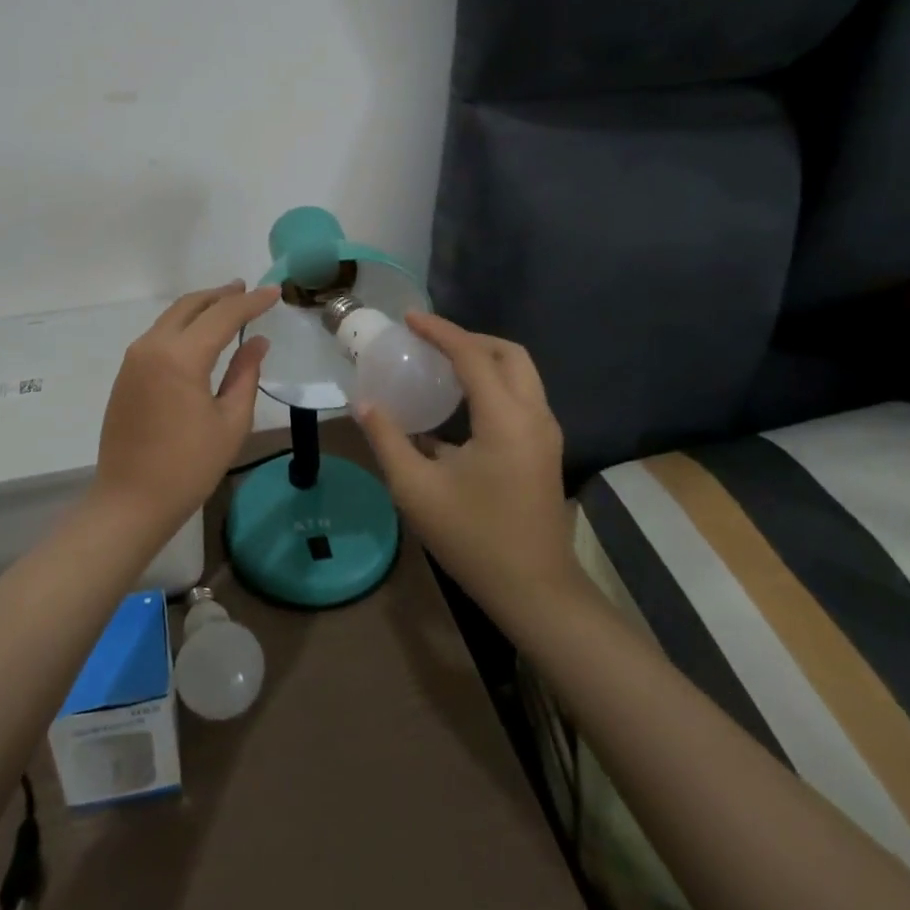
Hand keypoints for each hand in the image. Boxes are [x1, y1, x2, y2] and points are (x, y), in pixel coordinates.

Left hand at [92, 281, 278, 532]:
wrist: (130, 501)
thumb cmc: (188, 467)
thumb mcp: (230, 422)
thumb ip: (245, 374)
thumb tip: (256, 341)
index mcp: (181, 357)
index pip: (223, 315)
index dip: (251, 302)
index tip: (274, 292)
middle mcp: (152, 346)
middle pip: (191, 305)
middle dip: (221, 295)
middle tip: (247, 290)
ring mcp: (134, 359)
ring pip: (171, 317)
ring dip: (200, 307)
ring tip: (227, 305)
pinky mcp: (126, 374)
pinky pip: (159, 335)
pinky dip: (183, 325)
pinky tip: (200, 335)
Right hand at [356, 313, 581, 615]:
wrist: (535, 591)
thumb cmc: (474, 539)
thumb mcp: (416, 489)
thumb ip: (388, 439)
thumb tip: (363, 403)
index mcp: (505, 419)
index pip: (472, 355)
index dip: (439, 331)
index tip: (408, 318)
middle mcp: (534, 415)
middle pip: (508, 353)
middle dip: (468, 338)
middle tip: (429, 341)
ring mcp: (546, 433)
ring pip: (521, 373)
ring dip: (484, 358)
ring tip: (443, 363)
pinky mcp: (545, 449)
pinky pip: (522, 395)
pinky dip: (494, 381)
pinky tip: (462, 401)